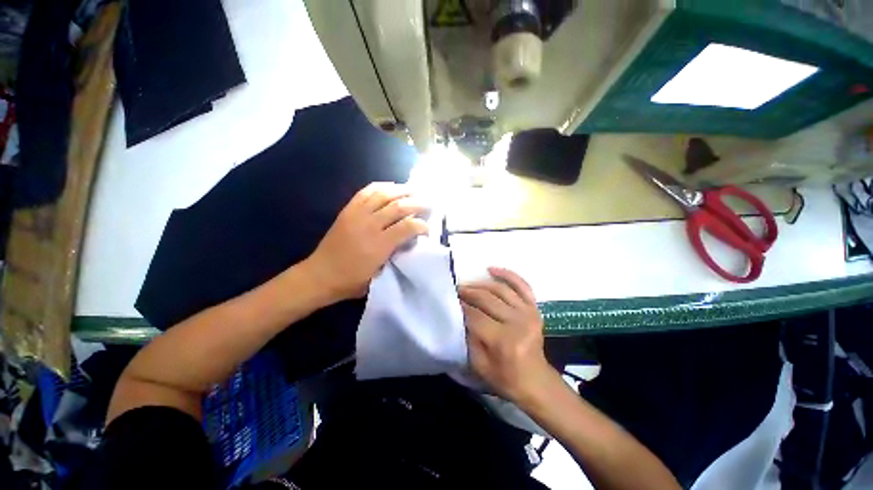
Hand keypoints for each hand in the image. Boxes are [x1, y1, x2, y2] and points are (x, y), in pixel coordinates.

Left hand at [305, 182, 428, 301]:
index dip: (421, 225)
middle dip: (417, 203)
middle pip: (398, 206)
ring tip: (414, 191)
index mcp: (379, 245)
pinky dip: (381, 187)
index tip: (427, 228)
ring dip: (402, 191)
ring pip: (383, 194)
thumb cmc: (351, 281)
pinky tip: (391, 187)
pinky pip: (366, 192)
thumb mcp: (380, 276)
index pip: (407, 227)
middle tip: (428, 204)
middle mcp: (369, 225)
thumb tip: (410, 241)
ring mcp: (356, 215)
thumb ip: (396, 256)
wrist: (319, 275)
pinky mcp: (347, 210)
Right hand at [459, 267, 555, 404]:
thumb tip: (458, 315)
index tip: (449, 300)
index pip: (476, 316)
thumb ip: (467, 339)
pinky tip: (492, 269)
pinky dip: (507, 275)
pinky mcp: (534, 308)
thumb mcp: (479, 365)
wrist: (536, 380)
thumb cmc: (505, 377)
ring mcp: (528, 312)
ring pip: (500, 289)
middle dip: (468, 292)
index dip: (460, 306)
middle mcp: (517, 322)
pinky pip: (521, 285)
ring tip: (468, 284)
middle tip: (455, 290)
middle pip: (487, 299)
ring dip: (481, 284)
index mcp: (503, 340)